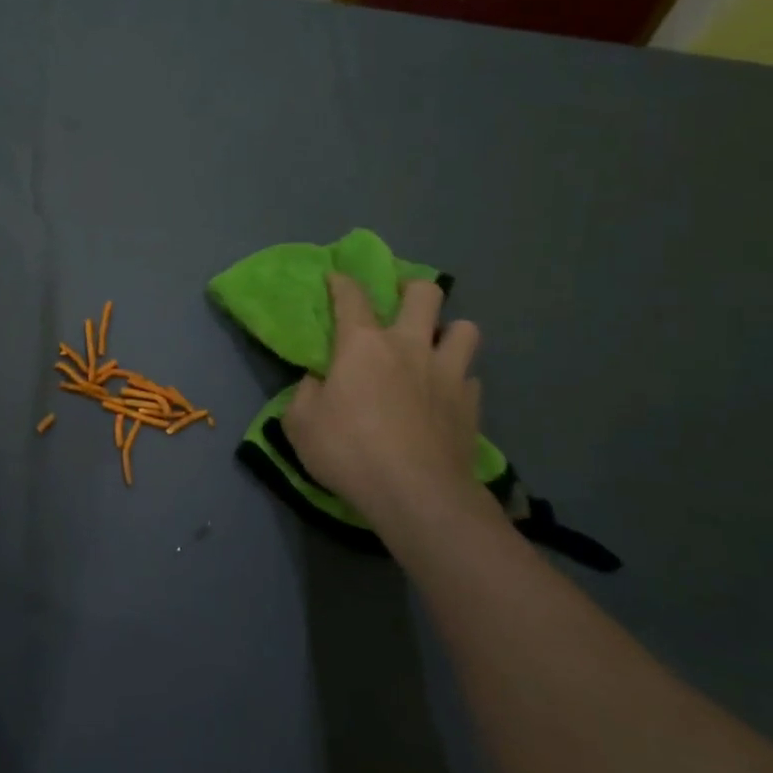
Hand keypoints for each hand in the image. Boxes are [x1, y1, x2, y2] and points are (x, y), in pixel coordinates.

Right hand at [282, 273, 491, 535]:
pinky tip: (446, 396)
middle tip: (401, 306)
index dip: (341, 282)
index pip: (351, 296)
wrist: (417, 495)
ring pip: (465, 329)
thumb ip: (305, 394)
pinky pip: (471, 377)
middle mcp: (409, 346)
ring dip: (449, 332)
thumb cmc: (350, 452)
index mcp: (363, 344)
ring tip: (435, 348)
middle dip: (412, 290)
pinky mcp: (471, 405)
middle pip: (425, 293)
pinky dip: (459, 380)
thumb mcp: (301, 425)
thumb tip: (318, 381)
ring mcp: (446, 373)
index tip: (336, 278)